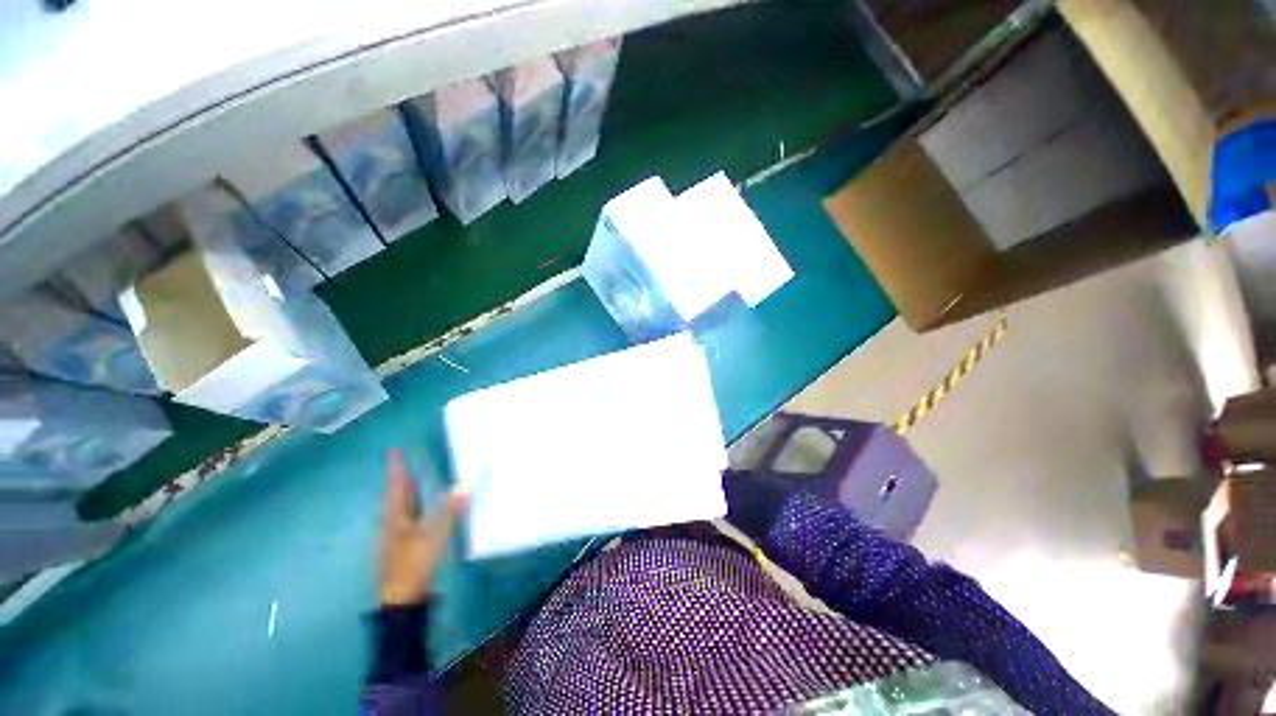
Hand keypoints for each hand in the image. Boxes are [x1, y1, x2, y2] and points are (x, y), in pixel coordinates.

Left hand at [378, 448, 467, 606]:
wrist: (402, 600)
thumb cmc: (414, 564)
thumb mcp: (435, 535)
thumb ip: (450, 508)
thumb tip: (466, 482)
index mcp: (395, 518)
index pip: (396, 486)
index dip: (396, 468)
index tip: (394, 450)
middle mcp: (392, 523)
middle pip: (396, 496)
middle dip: (401, 478)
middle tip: (405, 461)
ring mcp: (396, 536)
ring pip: (401, 508)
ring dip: (407, 492)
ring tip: (413, 479)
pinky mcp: (403, 546)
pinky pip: (408, 517)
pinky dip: (414, 506)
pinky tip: (422, 509)